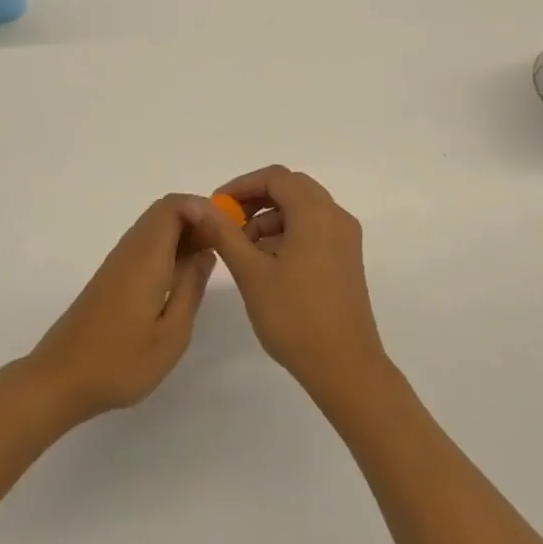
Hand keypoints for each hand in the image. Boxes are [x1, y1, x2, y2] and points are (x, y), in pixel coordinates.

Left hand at [25, 194, 215, 422]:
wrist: (59, 380)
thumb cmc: (120, 363)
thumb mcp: (171, 334)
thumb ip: (191, 288)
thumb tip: (206, 253)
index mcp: (145, 259)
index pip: (172, 206)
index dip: (203, 209)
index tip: (227, 232)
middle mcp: (128, 252)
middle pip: (163, 213)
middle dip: (196, 220)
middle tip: (222, 248)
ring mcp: (115, 265)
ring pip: (152, 230)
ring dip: (182, 236)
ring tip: (206, 263)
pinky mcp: (108, 279)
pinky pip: (142, 248)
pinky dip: (166, 251)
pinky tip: (178, 280)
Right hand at [187, 166, 391, 401]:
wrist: (344, 366)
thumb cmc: (294, 316)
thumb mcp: (251, 272)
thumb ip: (223, 232)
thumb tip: (195, 203)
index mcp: (316, 213)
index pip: (276, 177)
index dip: (241, 185)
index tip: (215, 208)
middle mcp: (336, 217)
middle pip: (292, 189)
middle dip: (255, 201)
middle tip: (226, 224)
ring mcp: (345, 239)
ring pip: (303, 210)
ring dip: (270, 219)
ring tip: (242, 251)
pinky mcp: (346, 259)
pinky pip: (314, 230)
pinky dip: (287, 234)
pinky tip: (267, 264)